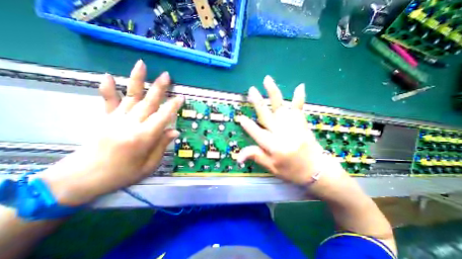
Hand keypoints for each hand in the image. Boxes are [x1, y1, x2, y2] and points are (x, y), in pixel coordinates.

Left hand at [41, 60, 181, 205]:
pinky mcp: (105, 119)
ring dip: (137, 80)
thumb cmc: (122, 174)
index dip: (173, 106)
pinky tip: (107, 76)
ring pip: (130, 97)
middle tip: (167, 75)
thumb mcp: (149, 166)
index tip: (181, 98)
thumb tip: (174, 131)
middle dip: (159, 88)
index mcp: (143, 137)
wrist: (82, 179)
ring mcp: (116, 120)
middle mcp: (130, 125)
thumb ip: (162, 146)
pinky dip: (108, 89)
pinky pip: (108, 102)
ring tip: (142, 65)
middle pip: (149, 102)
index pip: (163, 117)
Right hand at [236, 76, 344, 184]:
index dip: (248, 126)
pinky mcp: (302, 124)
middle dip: (258, 103)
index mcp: (274, 146)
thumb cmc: (292, 171)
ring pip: (280, 107)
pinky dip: (299, 97)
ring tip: (267, 79)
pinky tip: (299, 86)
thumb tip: (237, 157)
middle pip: (267, 116)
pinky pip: (299, 109)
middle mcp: (282, 134)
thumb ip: (256, 157)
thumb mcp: (272, 167)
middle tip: (251, 90)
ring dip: (273, 93)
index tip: (240, 117)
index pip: (257, 133)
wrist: (318, 171)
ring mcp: (293, 126)